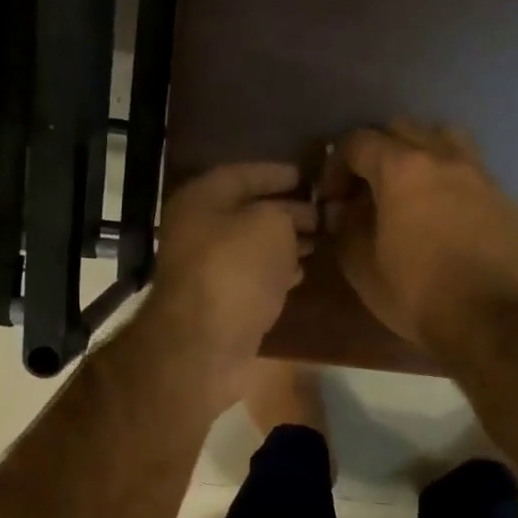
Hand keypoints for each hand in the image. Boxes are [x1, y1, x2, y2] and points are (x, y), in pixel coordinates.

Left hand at [146, 162, 316, 407]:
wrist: (205, 344)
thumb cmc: (236, 270)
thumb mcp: (271, 225)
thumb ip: (286, 212)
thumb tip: (294, 218)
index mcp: (200, 200)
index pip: (242, 174)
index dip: (276, 173)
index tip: (307, 177)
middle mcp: (197, 231)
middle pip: (246, 213)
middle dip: (285, 211)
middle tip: (320, 213)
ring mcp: (205, 271)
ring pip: (251, 248)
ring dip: (283, 244)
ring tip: (317, 242)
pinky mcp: (218, 304)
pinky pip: (251, 278)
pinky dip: (275, 273)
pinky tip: (300, 274)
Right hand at [320, 122, 517, 351]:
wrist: (486, 319)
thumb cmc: (414, 293)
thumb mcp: (361, 266)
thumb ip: (345, 227)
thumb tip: (343, 209)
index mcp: (403, 170)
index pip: (358, 142)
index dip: (336, 166)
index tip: (332, 198)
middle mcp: (444, 158)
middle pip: (403, 129)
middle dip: (377, 152)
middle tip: (367, 189)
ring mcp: (480, 175)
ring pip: (444, 139)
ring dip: (420, 153)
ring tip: (411, 189)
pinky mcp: (504, 198)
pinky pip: (471, 173)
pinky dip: (450, 182)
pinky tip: (446, 216)